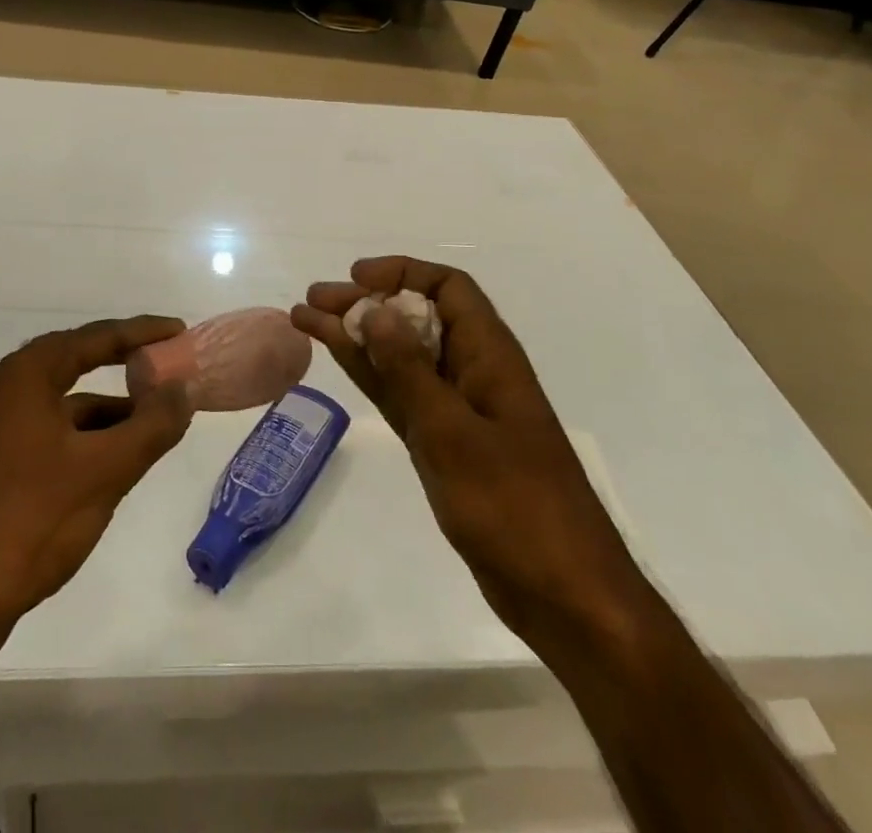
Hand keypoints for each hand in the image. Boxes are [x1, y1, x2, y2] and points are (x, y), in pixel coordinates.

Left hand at [0, 316, 193, 665]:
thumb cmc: (28, 522)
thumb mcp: (105, 472)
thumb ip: (151, 425)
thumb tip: (182, 390)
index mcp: (24, 376)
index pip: (94, 337)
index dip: (141, 332)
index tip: (178, 331)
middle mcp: (0, 390)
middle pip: (74, 362)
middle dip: (122, 365)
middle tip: (165, 366)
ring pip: (59, 403)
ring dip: (104, 408)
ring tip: (149, 421)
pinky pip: (43, 432)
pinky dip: (79, 436)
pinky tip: (106, 462)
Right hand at [292, 258, 651, 657]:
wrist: (565, 596)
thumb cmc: (515, 507)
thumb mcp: (454, 433)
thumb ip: (410, 371)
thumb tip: (377, 310)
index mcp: (490, 356)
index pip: (448, 288)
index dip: (402, 273)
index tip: (356, 278)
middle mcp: (474, 372)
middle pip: (416, 318)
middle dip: (366, 303)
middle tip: (313, 299)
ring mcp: (458, 410)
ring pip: (401, 356)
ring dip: (358, 335)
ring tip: (306, 319)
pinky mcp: (446, 444)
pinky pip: (401, 394)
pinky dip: (370, 374)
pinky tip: (339, 359)